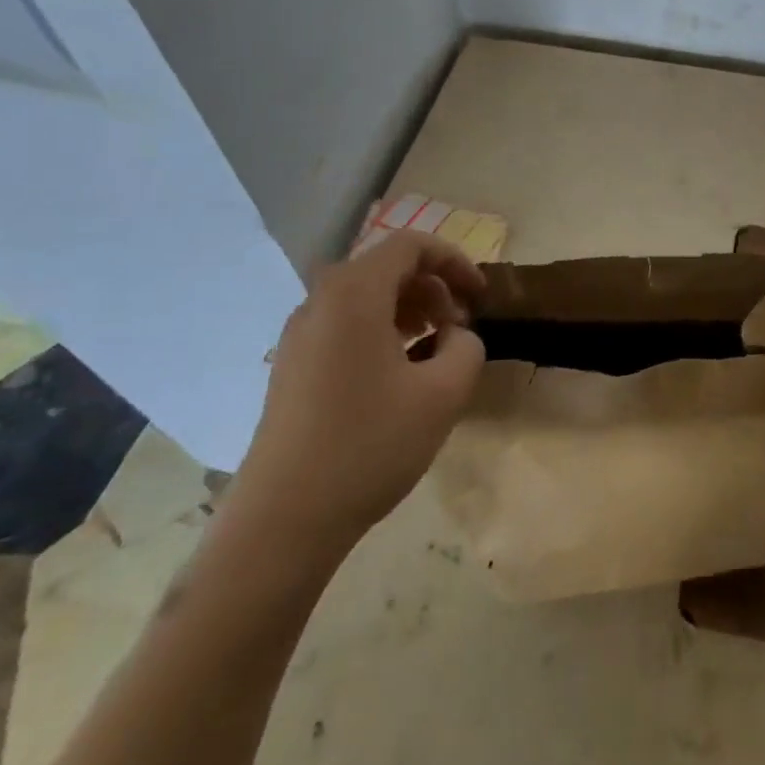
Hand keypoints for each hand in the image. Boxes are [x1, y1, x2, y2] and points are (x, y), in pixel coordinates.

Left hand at [229, 232, 486, 552]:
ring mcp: (299, 335)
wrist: (284, 519)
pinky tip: (401, 374)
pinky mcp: (292, 367)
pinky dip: (382, 331)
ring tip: (436, 348)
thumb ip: (467, 346)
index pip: (411, 246)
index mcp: (354, 294)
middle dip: (434, 287)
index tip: (481, 297)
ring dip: (410, 310)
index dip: (455, 262)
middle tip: (461, 327)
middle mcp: (320, 302)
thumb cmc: (370, 444)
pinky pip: (345, 326)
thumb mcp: (444, 393)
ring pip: (365, 298)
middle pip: (387, 268)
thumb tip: (455, 336)